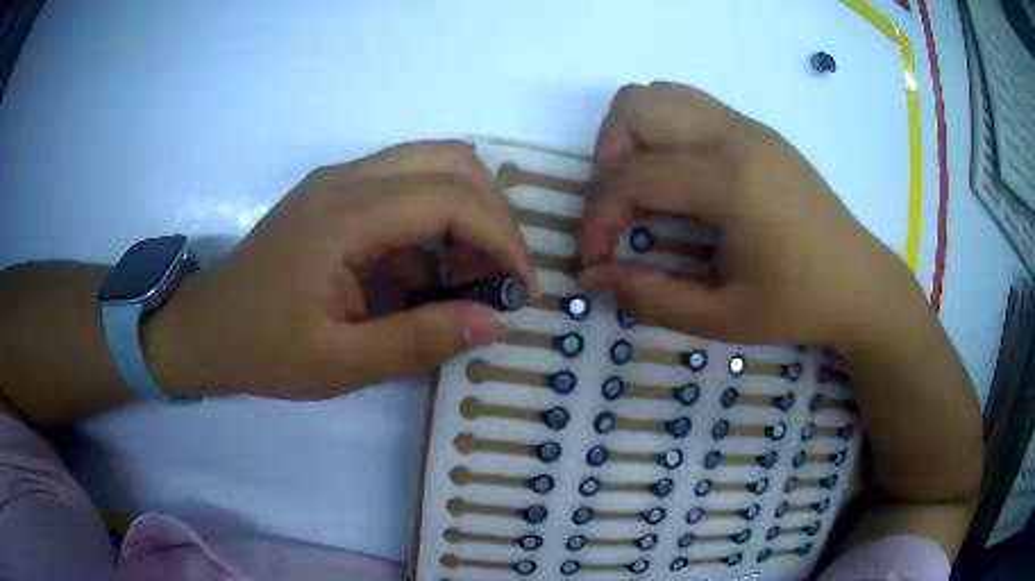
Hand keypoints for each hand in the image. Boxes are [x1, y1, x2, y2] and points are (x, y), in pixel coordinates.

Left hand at [147, 141, 529, 399]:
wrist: (204, 329)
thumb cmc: (262, 349)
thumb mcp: (339, 364)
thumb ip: (418, 341)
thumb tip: (495, 322)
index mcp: (342, 216)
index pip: (450, 196)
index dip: (501, 237)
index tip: (519, 289)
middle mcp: (346, 179)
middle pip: (452, 159)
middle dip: (494, 214)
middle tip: (500, 276)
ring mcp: (340, 181)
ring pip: (434, 165)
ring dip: (469, 214)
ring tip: (470, 278)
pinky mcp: (337, 194)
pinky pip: (408, 187)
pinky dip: (437, 223)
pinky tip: (429, 275)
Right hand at [579, 82, 926, 350]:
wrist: (861, 282)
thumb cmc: (800, 304)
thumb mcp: (725, 319)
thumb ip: (653, 298)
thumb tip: (596, 279)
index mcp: (730, 181)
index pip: (631, 177)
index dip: (598, 219)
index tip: (595, 260)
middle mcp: (734, 135)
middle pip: (634, 107)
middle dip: (608, 159)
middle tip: (621, 212)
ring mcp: (747, 125)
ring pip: (659, 94)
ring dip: (633, 137)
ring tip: (645, 189)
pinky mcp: (756, 129)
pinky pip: (689, 104)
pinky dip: (663, 130)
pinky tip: (680, 178)